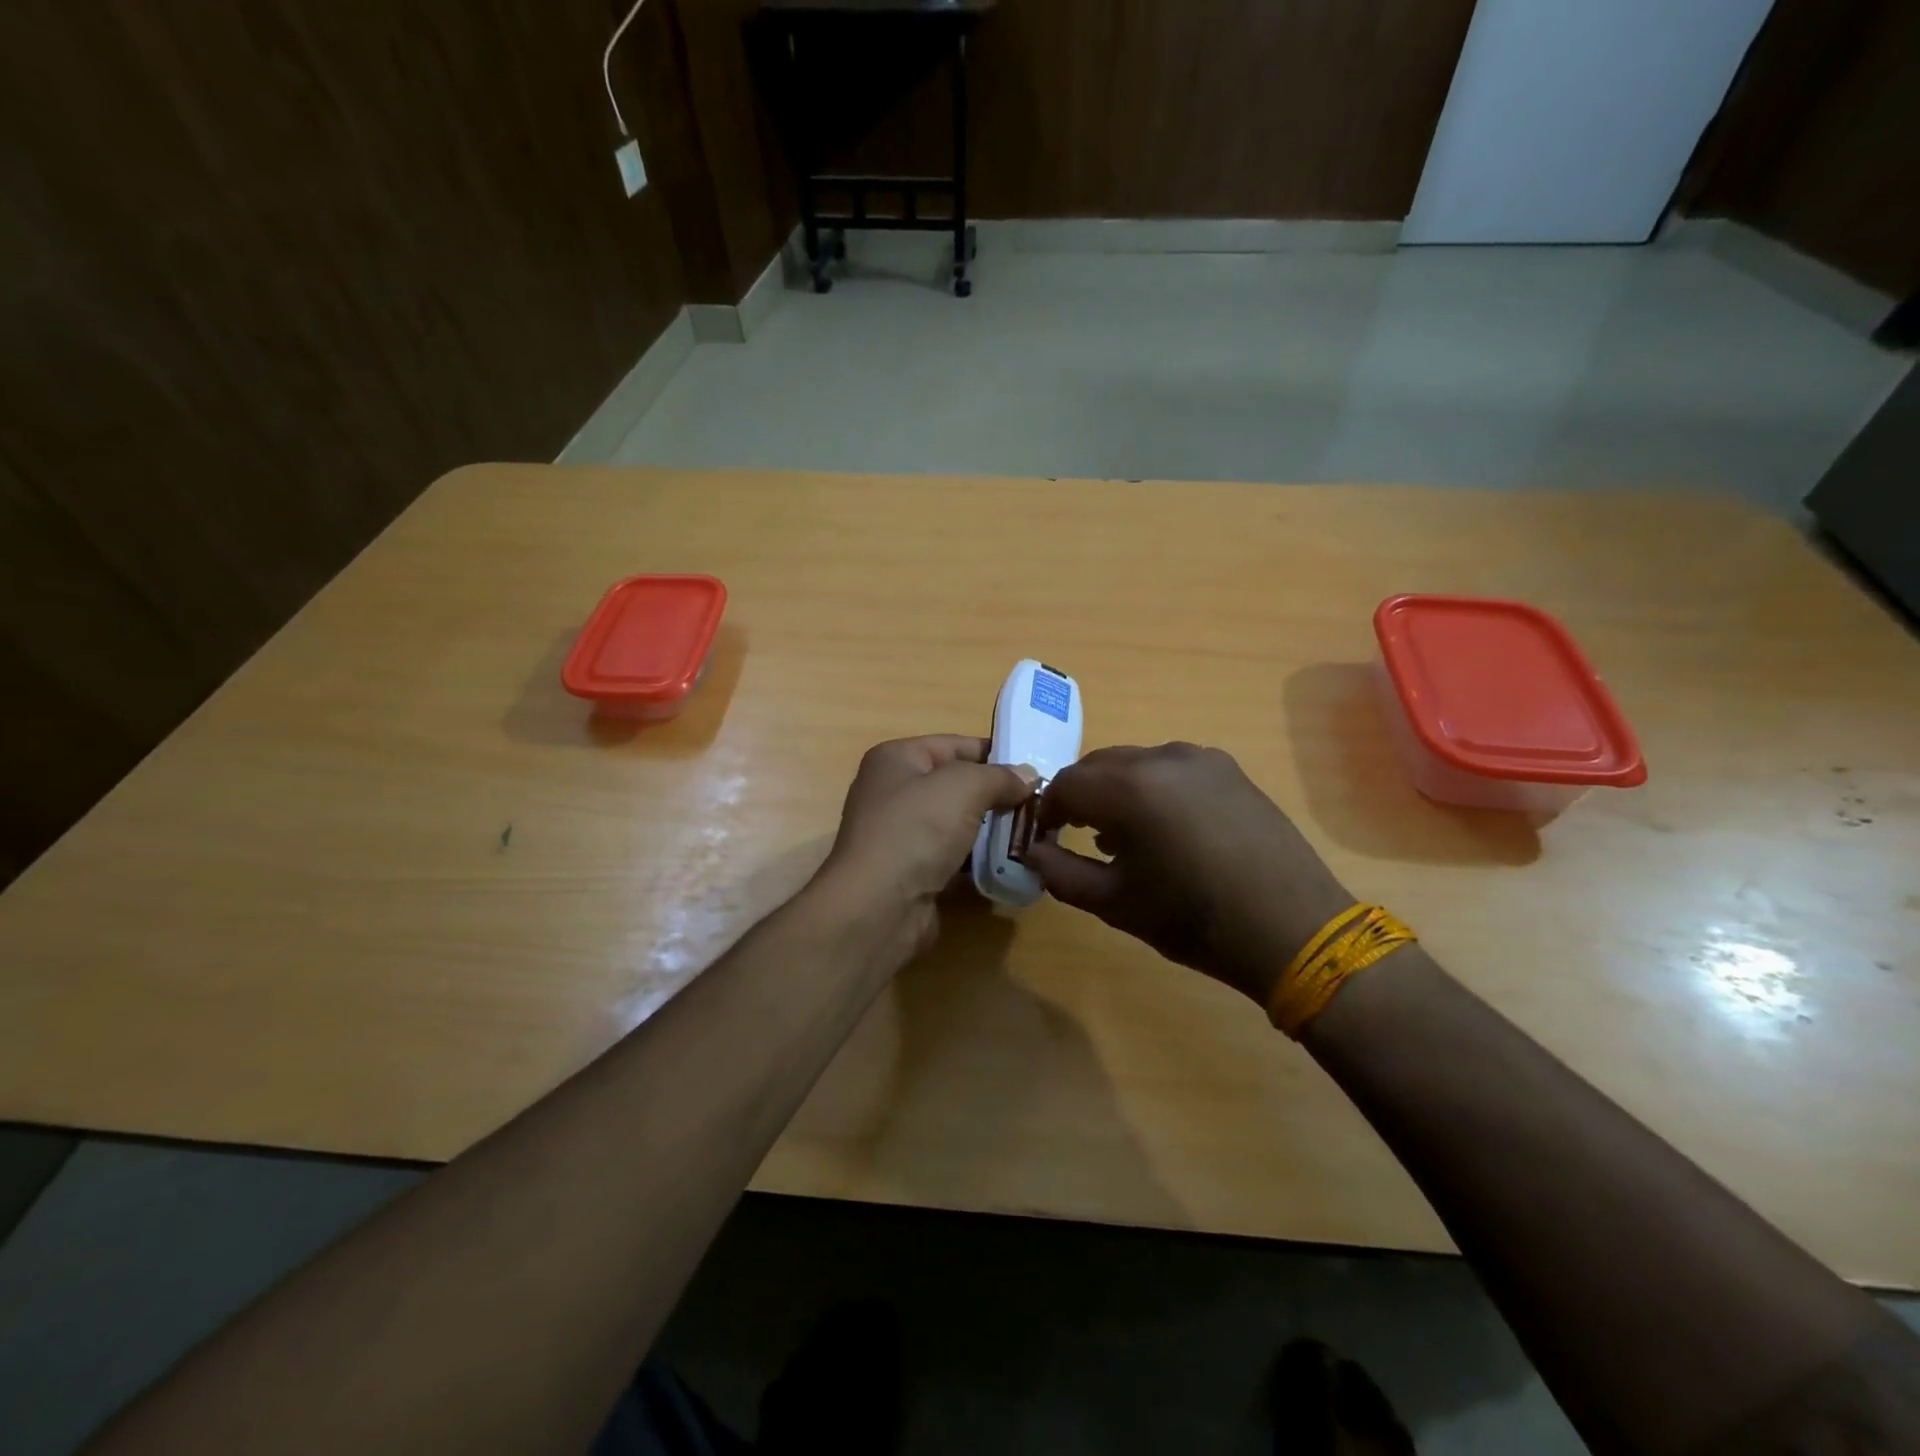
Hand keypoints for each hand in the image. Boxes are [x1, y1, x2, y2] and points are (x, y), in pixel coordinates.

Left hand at [816, 736, 1036, 960]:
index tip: (1035, 769)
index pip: (954, 746)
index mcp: (896, 759)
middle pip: (958, 786)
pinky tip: (1013, 865)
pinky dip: (981, 862)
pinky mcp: (913, 873)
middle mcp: (894, 793)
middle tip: (1042, 807)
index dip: (995, 754)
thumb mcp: (964, 787)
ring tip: (1035, 836)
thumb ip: (1000, 776)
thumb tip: (1028, 776)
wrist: (879, 907)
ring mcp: (902, 836)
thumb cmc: (916, 830)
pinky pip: (955, 859)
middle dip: (998, 796)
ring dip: (994, 831)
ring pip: (959, 825)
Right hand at [1024, 743, 1353, 1005]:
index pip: (1066, 783)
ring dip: (1117, 790)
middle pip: (1100, 765)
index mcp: (1131, 787)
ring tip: (1124, 836)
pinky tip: (1166, 829)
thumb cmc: (1195, 920)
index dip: (1048, 810)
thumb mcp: (1115, 904)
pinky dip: (1153, 789)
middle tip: (1078, 835)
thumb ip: (1061, 874)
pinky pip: (1173, 769)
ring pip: (1137, 763)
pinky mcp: (1231, 770)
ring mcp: (1202, 759)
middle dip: (1082, 796)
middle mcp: (1164, 757)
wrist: (1294, 929)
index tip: (1047, 838)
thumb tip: (1033, 853)